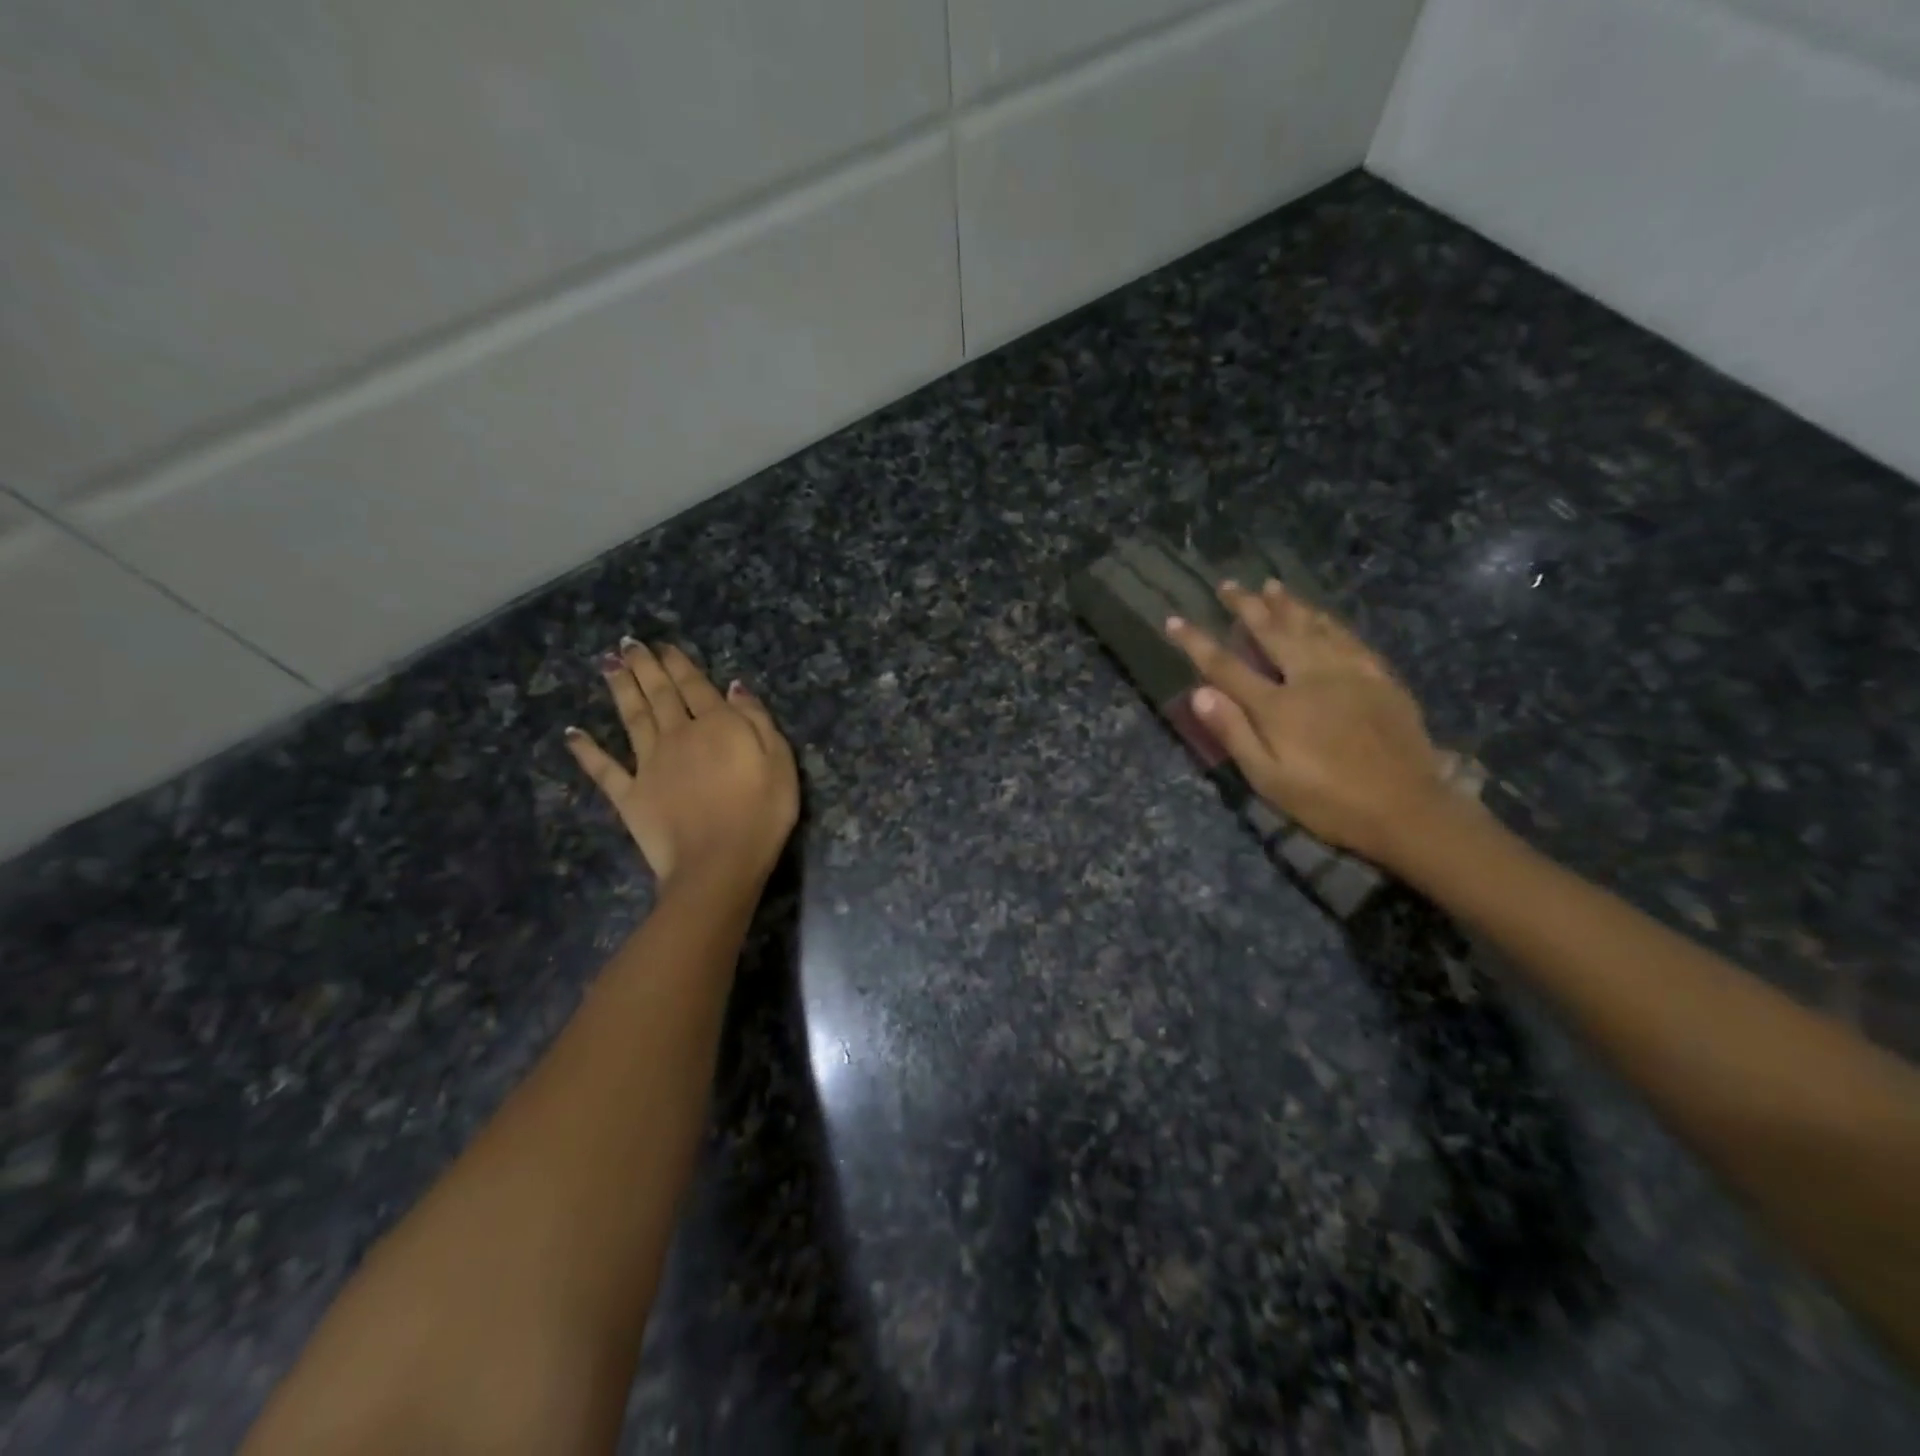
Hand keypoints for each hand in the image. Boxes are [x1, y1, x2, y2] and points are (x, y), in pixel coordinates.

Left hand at [564, 639, 798, 888]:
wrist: (718, 863)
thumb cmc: (761, 814)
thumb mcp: (779, 761)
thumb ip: (757, 720)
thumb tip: (735, 687)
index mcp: (716, 726)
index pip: (695, 686)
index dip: (679, 664)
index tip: (664, 645)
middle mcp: (677, 736)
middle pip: (659, 695)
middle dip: (645, 667)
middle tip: (628, 644)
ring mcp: (649, 765)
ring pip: (632, 718)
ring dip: (619, 690)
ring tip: (607, 664)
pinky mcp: (629, 795)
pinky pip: (604, 768)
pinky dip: (586, 751)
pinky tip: (572, 733)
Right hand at [1165, 581, 1451, 867]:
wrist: (1408, 809)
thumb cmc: (1328, 802)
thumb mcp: (1269, 779)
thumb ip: (1234, 733)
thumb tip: (1199, 693)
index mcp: (1278, 706)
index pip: (1226, 666)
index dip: (1196, 642)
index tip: (1174, 620)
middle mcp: (1311, 678)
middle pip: (1272, 632)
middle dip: (1246, 607)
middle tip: (1228, 584)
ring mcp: (1349, 673)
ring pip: (1312, 626)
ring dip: (1287, 604)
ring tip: (1269, 585)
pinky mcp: (1379, 678)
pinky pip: (1348, 637)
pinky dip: (1328, 620)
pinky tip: (1320, 614)